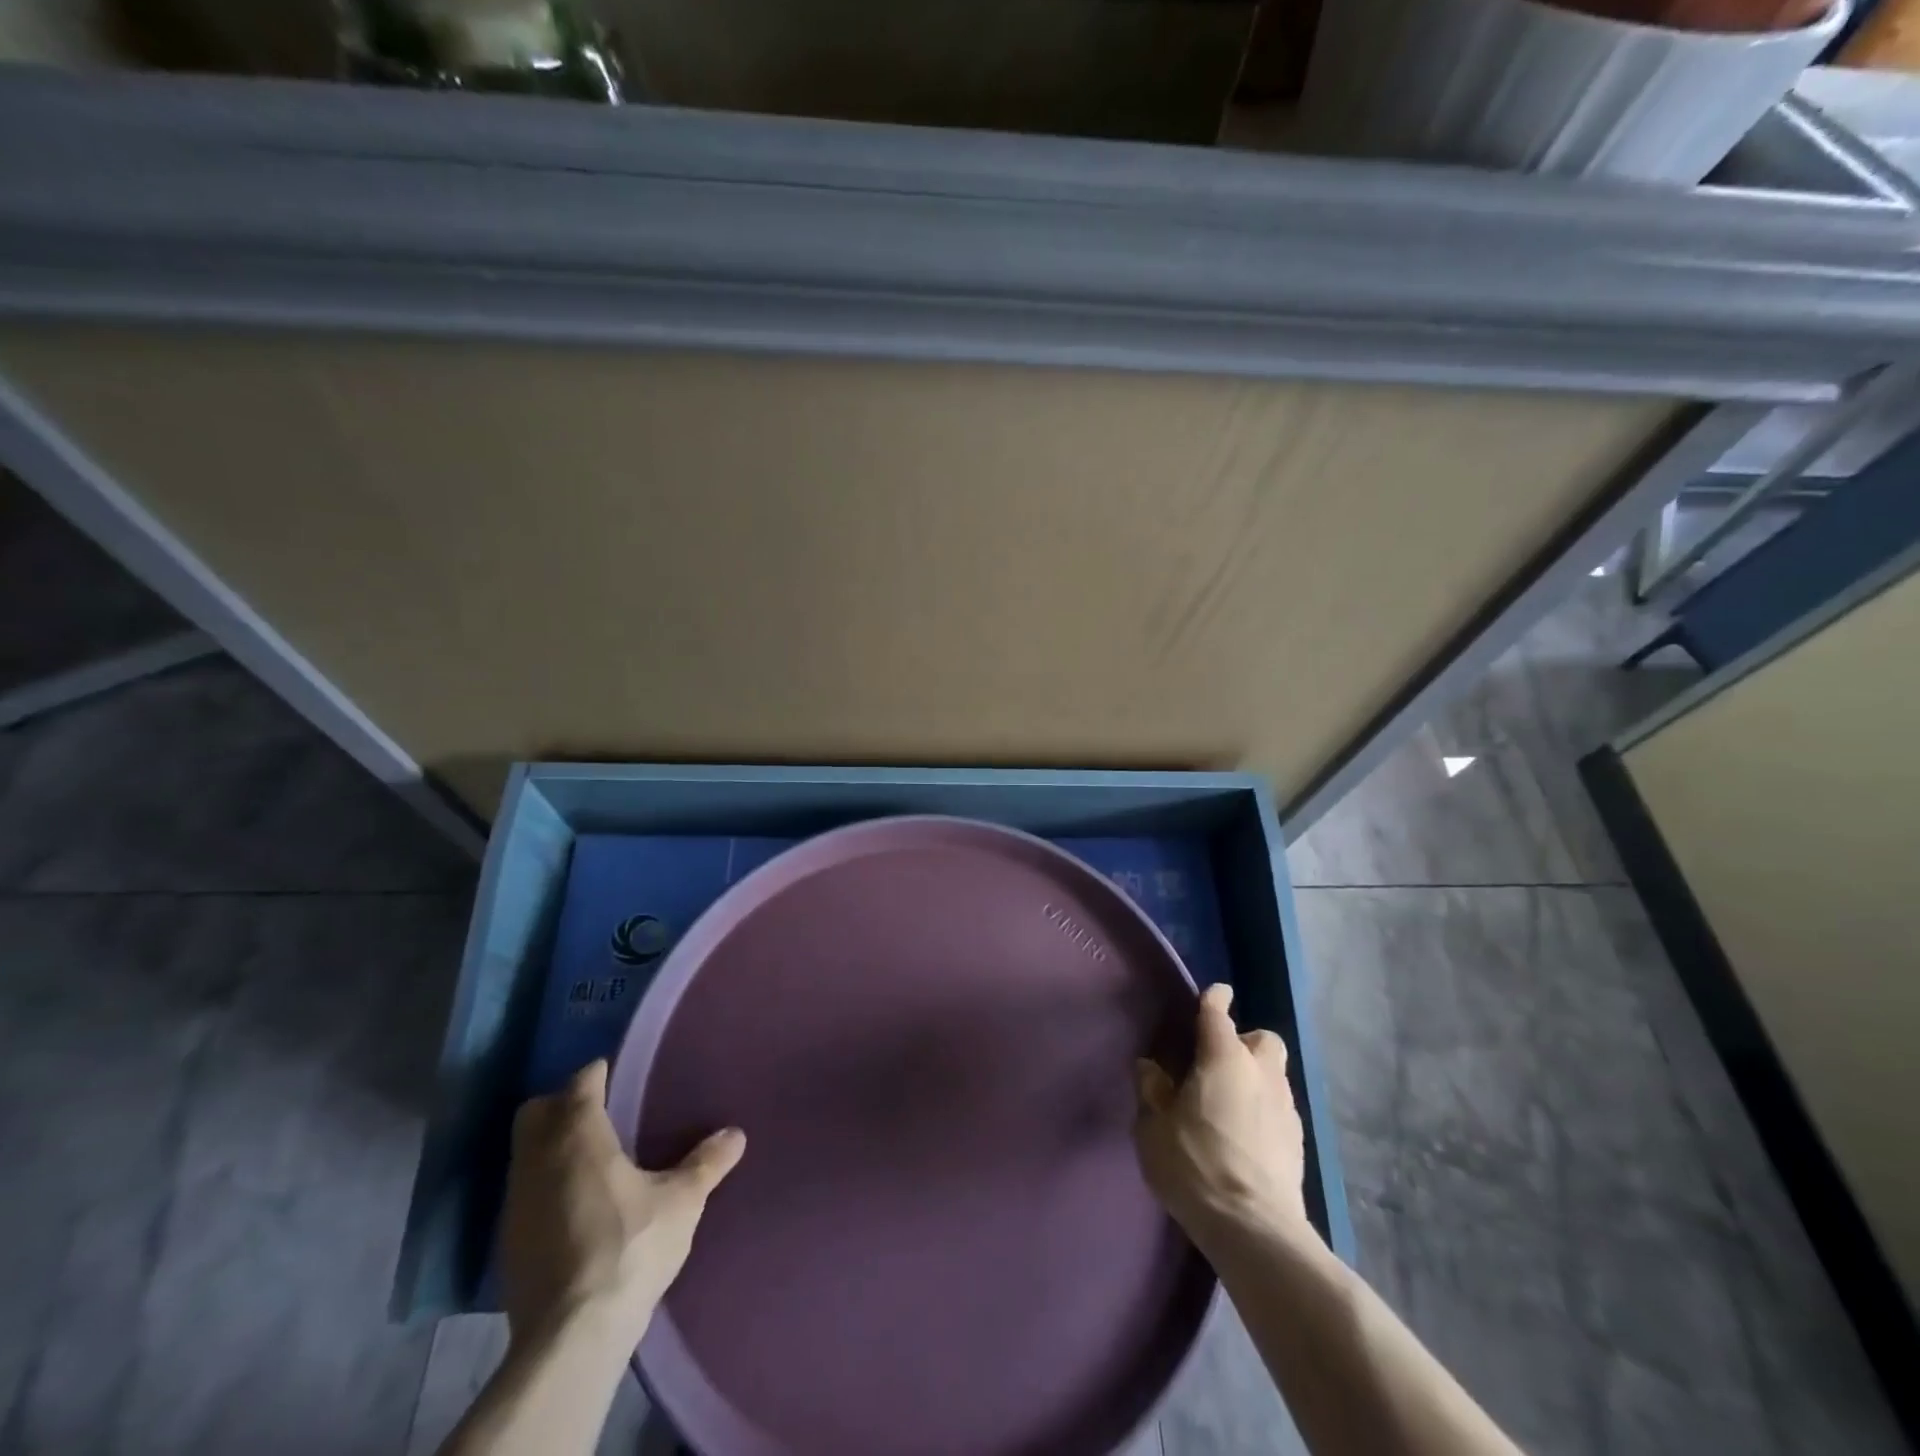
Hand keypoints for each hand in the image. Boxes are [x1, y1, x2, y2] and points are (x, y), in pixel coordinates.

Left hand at [499, 1060, 744, 1353]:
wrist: (571, 1337)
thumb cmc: (630, 1248)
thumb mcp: (682, 1202)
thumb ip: (707, 1163)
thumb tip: (736, 1133)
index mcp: (578, 1137)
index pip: (579, 1084)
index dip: (596, 1074)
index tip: (616, 1074)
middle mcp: (538, 1160)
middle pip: (536, 1113)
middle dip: (561, 1104)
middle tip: (598, 1111)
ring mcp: (516, 1204)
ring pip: (524, 1154)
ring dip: (550, 1146)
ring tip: (590, 1157)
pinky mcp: (508, 1244)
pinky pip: (523, 1192)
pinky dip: (544, 1185)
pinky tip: (575, 1204)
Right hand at [1134, 983, 1311, 1252]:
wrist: (1254, 1229)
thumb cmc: (1195, 1165)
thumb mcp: (1153, 1127)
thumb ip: (1152, 1090)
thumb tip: (1151, 1068)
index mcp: (1224, 1058)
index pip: (1218, 1013)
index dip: (1214, 998)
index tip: (1214, 994)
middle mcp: (1261, 1073)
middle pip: (1263, 1040)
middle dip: (1245, 1042)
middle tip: (1218, 1064)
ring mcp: (1286, 1107)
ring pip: (1274, 1074)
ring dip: (1255, 1078)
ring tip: (1229, 1103)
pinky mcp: (1298, 1142)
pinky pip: (1279, 1108)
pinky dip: (1264, 1110)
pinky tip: (1245, 1135)